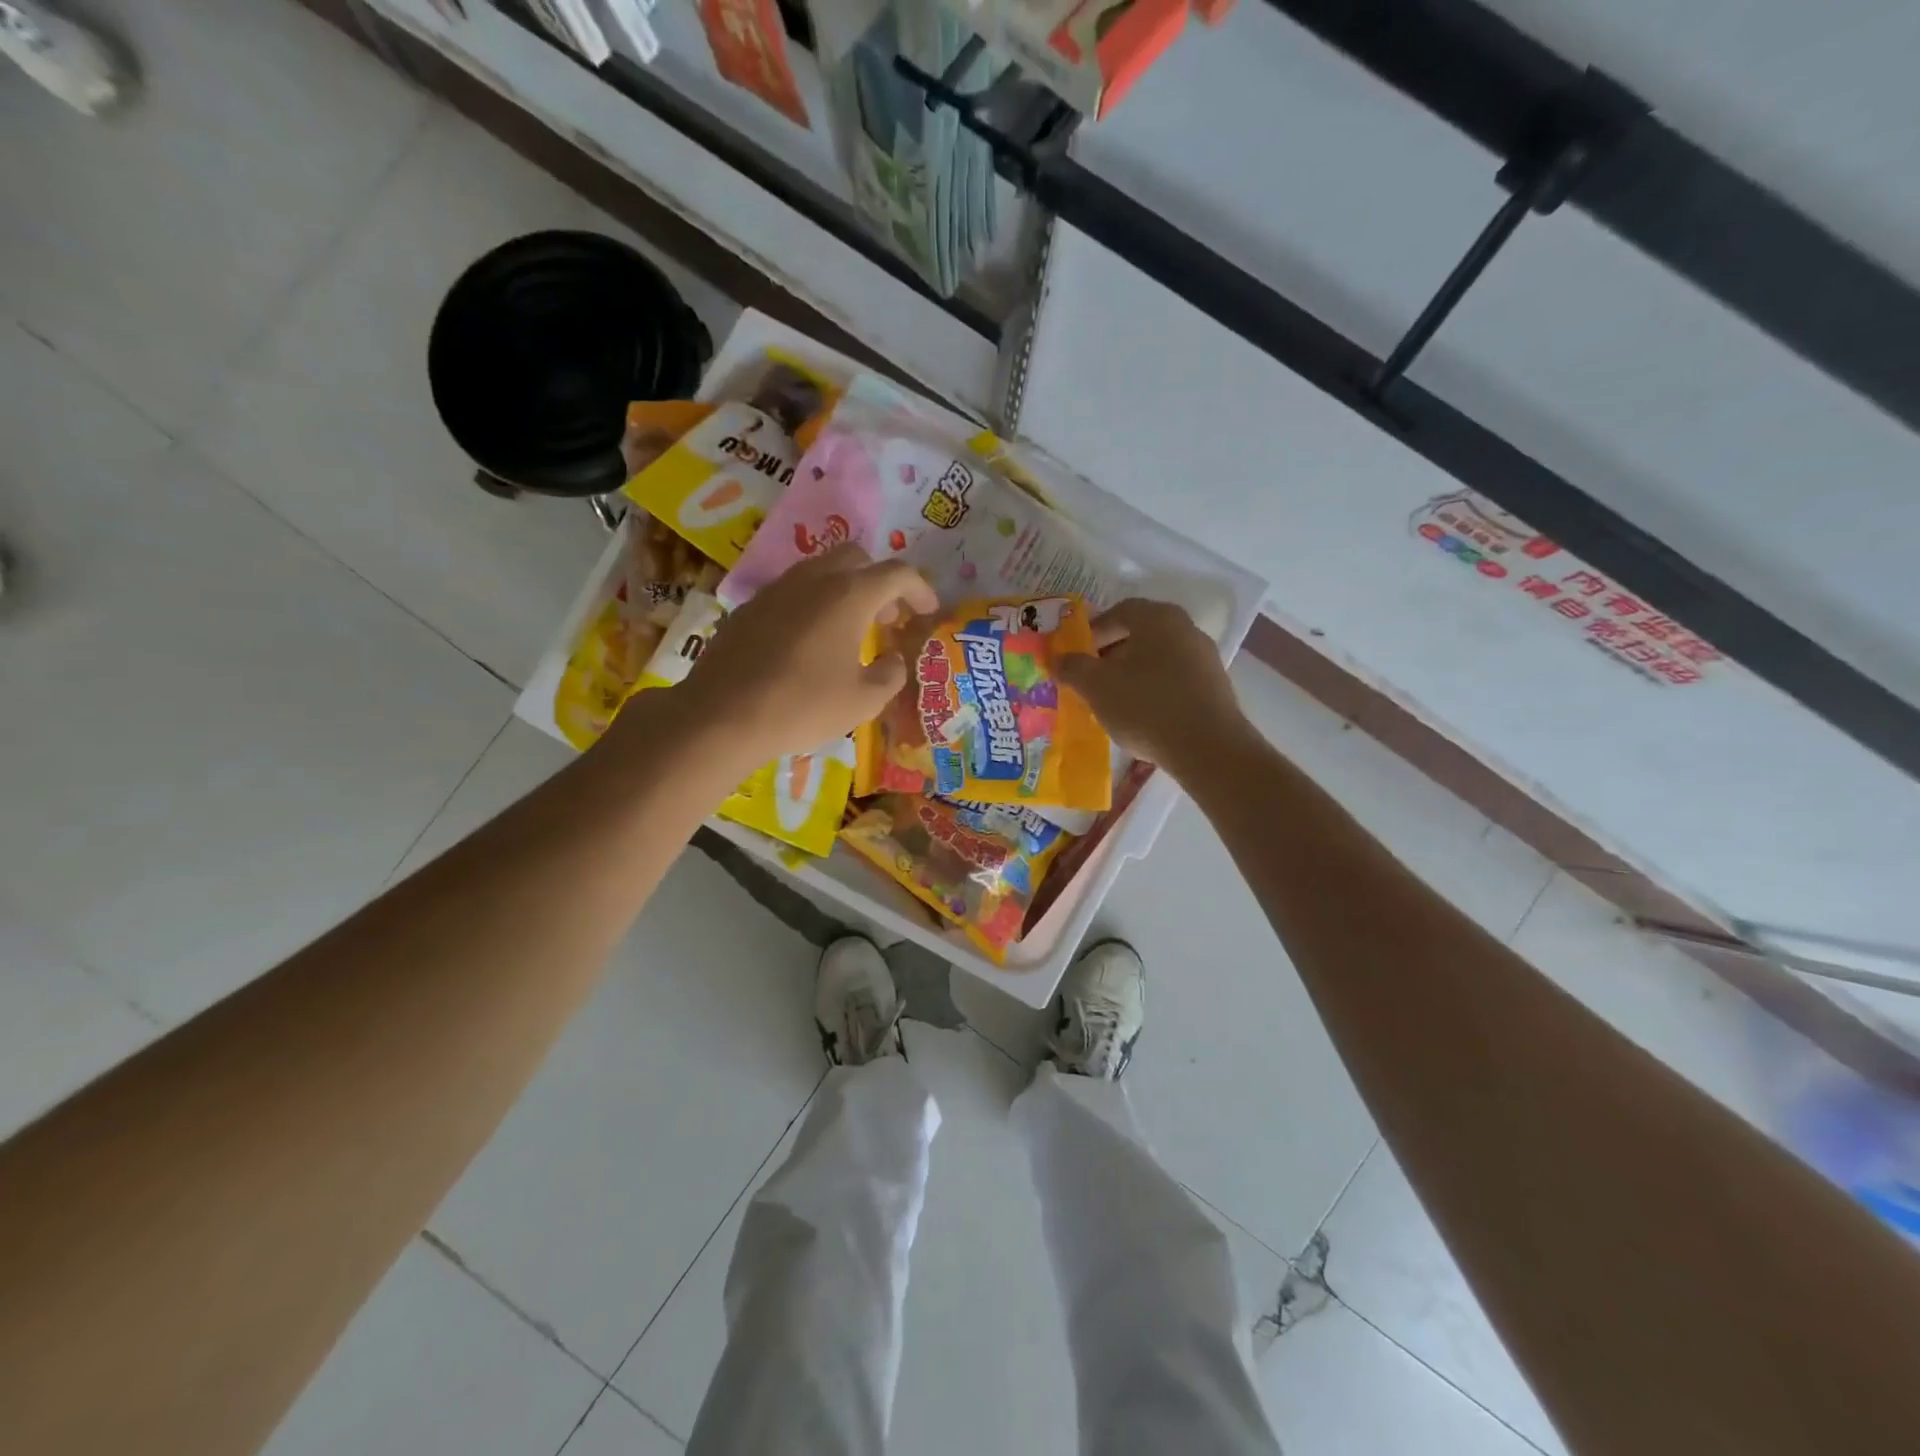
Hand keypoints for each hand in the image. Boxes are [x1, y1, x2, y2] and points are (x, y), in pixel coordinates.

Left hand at [673, 544, 935, 766]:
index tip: (928, 612)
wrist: (722, 715)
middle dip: (880, 582)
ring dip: (845, 589)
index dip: (920, 589)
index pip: (897, 574)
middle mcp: (814, 579)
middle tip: (888, 617)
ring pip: (821, 569)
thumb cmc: (803, 706)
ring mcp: (777, 589)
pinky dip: (814, 603)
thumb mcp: (863, 701)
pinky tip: (810, 641)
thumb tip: (892, 660)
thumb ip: (890, 675)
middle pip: (857, 557)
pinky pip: (792, 590)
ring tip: (851, 629)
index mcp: (849, 595)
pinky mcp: (750, 606)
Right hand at [1058, 598, 1251, 772]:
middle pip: (1140, 634)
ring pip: (1158, 658)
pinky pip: (1176, 679)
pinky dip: (1155, 689)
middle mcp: (1185, 628)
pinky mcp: (1215, 686)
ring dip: (1133, 673)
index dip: (1093, 631)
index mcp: (1157, 618)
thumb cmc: (1145, 706)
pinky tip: (1142, 715)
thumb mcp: (1096, 687)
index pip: (1119, 612)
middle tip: (1091, 678)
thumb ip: (1073, 668)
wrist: (1207, 747)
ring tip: (1113, 700)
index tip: (1077, 656)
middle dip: (1112, 654)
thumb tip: (1058, 658)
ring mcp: (1205, 657)